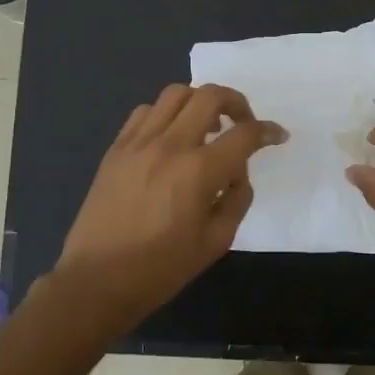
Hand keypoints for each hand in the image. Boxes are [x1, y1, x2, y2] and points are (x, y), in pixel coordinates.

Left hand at [53, 84, 285, 332]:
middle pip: (210, 96)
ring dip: (200, 102)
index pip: (244, 134)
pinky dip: (166, 114)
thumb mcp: (216, 241)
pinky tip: (170, 137)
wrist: (97, 280)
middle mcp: (170, 145)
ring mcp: (139, 142)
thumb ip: (236, 200)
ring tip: (206, 127)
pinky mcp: (116, 148)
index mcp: (199, 171)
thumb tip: (237, 174)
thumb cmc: (161, 268)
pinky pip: (146, 112)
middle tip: (243, 123)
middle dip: (236, 102)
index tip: (277, 136)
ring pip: (176, 94)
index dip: (268, 131)